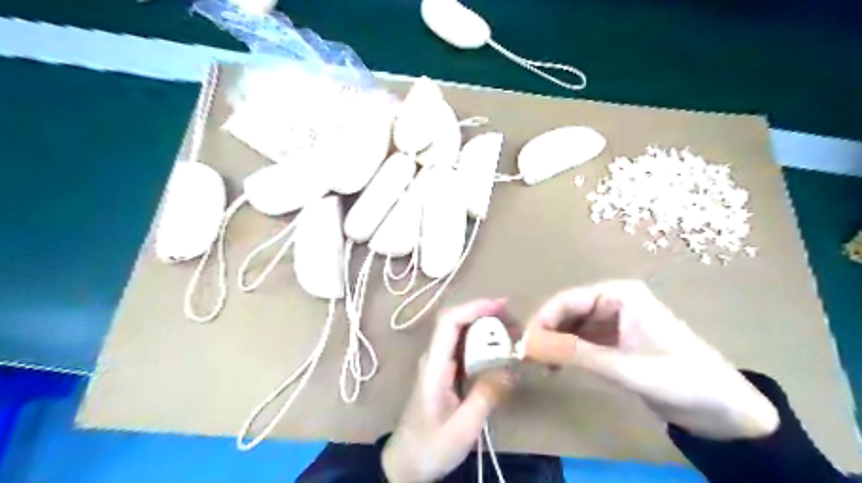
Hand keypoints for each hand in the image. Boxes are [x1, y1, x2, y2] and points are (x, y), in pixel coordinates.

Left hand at [382, 301, 514, 480]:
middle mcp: (434, 357)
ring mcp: (438, 364)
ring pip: (461, 334)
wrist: (406, 463)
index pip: (448, 323)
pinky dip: (483, 344)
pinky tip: (500, 352)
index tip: (500, 306)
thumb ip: (485, 396)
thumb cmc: (431, 446)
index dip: (473, 308)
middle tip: (515, 322)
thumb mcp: (462, 428)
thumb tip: (509, 368)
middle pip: (456, 322)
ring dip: (486, 328)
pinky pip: (464, 349)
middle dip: (485, 315)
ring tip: (513, 334)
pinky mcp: (445, 373)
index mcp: (434, 366)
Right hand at [521, 278, 778, 440]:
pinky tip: (558, 366)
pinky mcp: (617, 340)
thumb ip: (577, 355)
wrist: (728, 411)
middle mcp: (615, 301)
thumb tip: (530, 345)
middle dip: (547, 332)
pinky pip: (583, 339)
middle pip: (568, 310)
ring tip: (541, 366)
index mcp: (620, 295)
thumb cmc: (682, 380)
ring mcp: (616, 320)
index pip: (568, 299)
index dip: (543, 320)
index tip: (524, 344)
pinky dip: (569, 351)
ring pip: (573, 325)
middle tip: (529, 359)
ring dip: (556, 342)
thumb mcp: (626, 369)